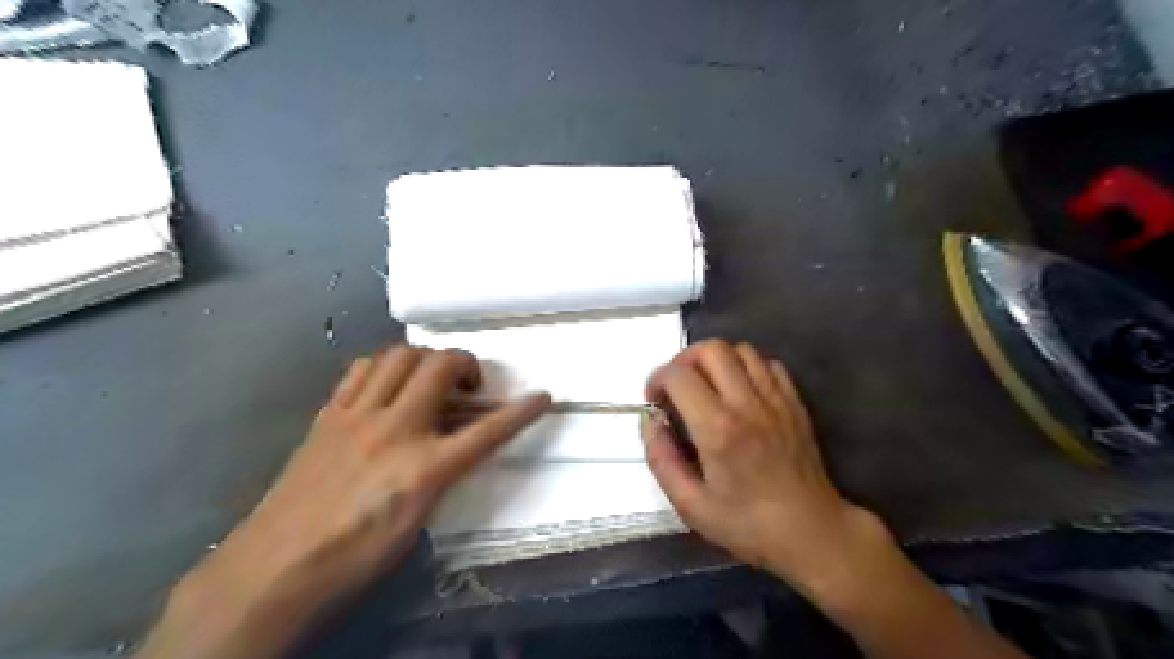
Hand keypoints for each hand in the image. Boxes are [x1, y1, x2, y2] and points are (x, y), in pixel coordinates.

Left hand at [140, 344, 552, 658]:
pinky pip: (360, 370)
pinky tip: (387, 385)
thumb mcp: (416, 523)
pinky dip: (383, 367)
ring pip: (399, 356)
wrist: (272, 571)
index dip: (522, 412)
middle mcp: (395, 431)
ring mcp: (357, 417)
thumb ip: (441, 477)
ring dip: (425, 359)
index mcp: (424, 469)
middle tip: (470, 385)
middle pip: (440, 367)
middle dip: (467, 363)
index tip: (543, 396)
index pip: (488, 432)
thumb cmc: (354, 559)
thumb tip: (453, 449)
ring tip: (430, 379)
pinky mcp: (328, 416)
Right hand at [641, 340, 1029, 658]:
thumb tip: (650, 423)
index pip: (680, 376)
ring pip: (743, 350)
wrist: (818, 537)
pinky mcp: (796, 404)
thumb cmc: (752, 529)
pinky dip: (747, 366)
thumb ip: (664, 460)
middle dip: (685, 358)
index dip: (659, 377)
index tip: (654, 395)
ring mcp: (778, 401)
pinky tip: (741, 391)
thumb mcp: (694, 507)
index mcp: (722, 431)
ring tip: (707, 386)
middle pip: (712, 349)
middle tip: (678, 384)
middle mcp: (750, 405)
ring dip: (716, 359)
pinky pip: (768, 365)